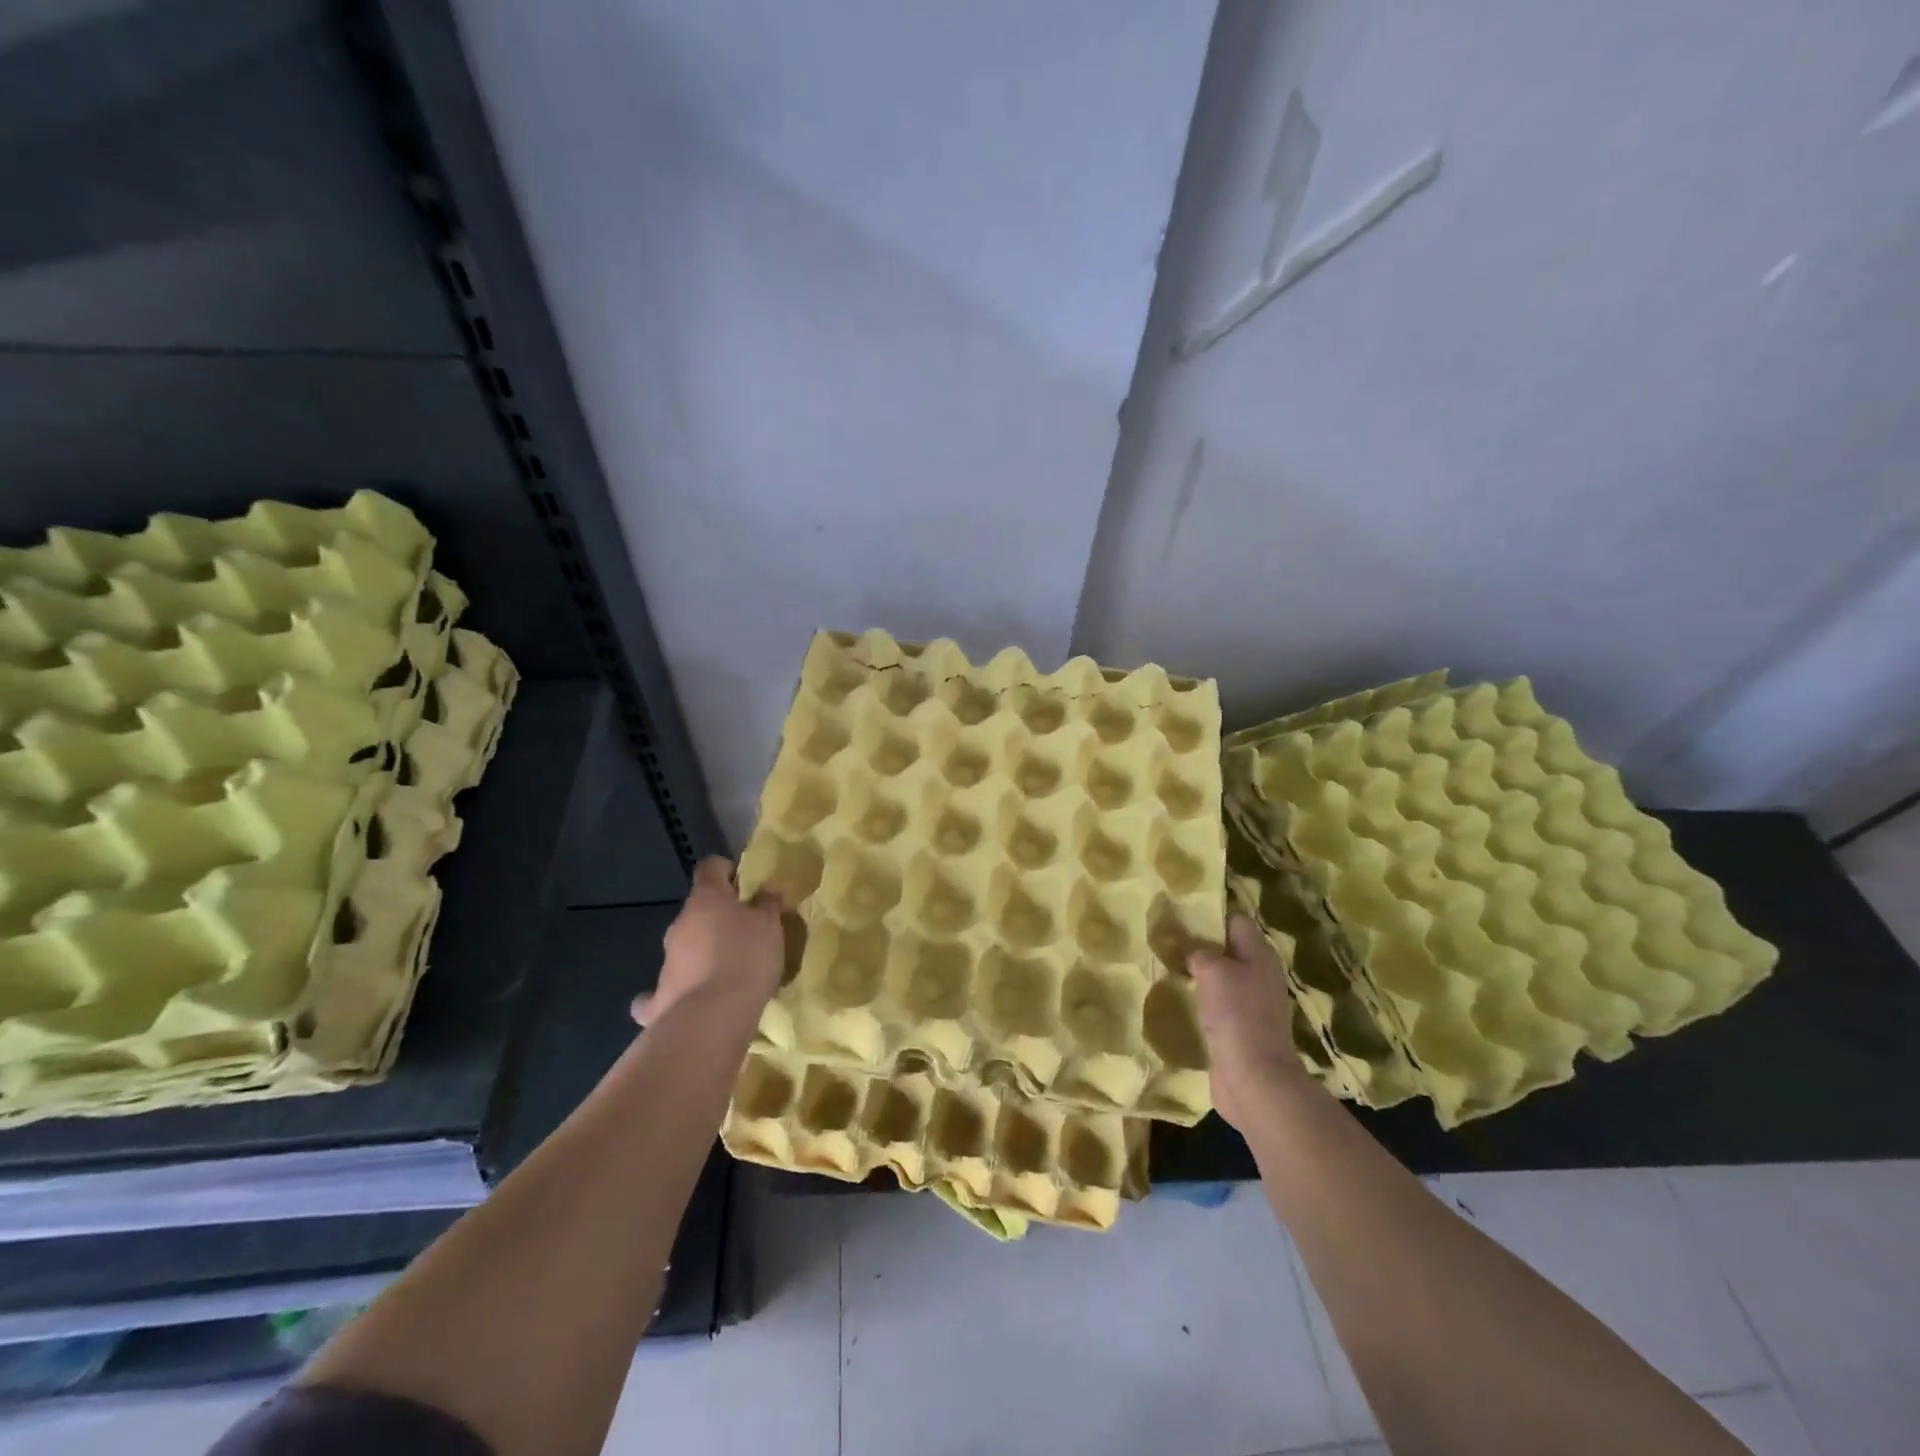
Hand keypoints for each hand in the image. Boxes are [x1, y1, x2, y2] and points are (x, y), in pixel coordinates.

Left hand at [631, 857, 784, 1027]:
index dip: (726, 870)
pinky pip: (662, 990)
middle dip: (717, 918)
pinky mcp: (658, 997)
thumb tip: (767, 890)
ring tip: (728, 971)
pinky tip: (685, 1000)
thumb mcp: (771, 925)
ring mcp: (666, 960)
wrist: (713, 1016)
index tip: (745, 885)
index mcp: (706, 898)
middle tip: (745, 933)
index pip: (710, 867)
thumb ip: (768, 904)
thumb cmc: (747, 958)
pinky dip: (672, 992)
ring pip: (685, 946)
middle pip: (698, 910)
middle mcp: (680, 923)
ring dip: (702, 952)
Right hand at [1187, 915, 1309, 1131]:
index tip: (1180, 913)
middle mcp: (1258, 975)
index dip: (1211, 914)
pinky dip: (1199, 1000)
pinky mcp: (1238, 1029)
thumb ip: (1199, 952)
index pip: (1236, 920)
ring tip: (1166, 966)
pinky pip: (1216, 1004)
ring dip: (1197, 973)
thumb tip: (1191, 950)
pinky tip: (1177, 999)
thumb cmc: (1236, 1015)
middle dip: (1199, 944)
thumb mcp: (1213, 970)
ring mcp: (1250, 1004)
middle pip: (1227, 949)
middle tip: (1166, 940)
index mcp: (1259, 955)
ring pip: (1220, 978)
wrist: (1254, 1079)